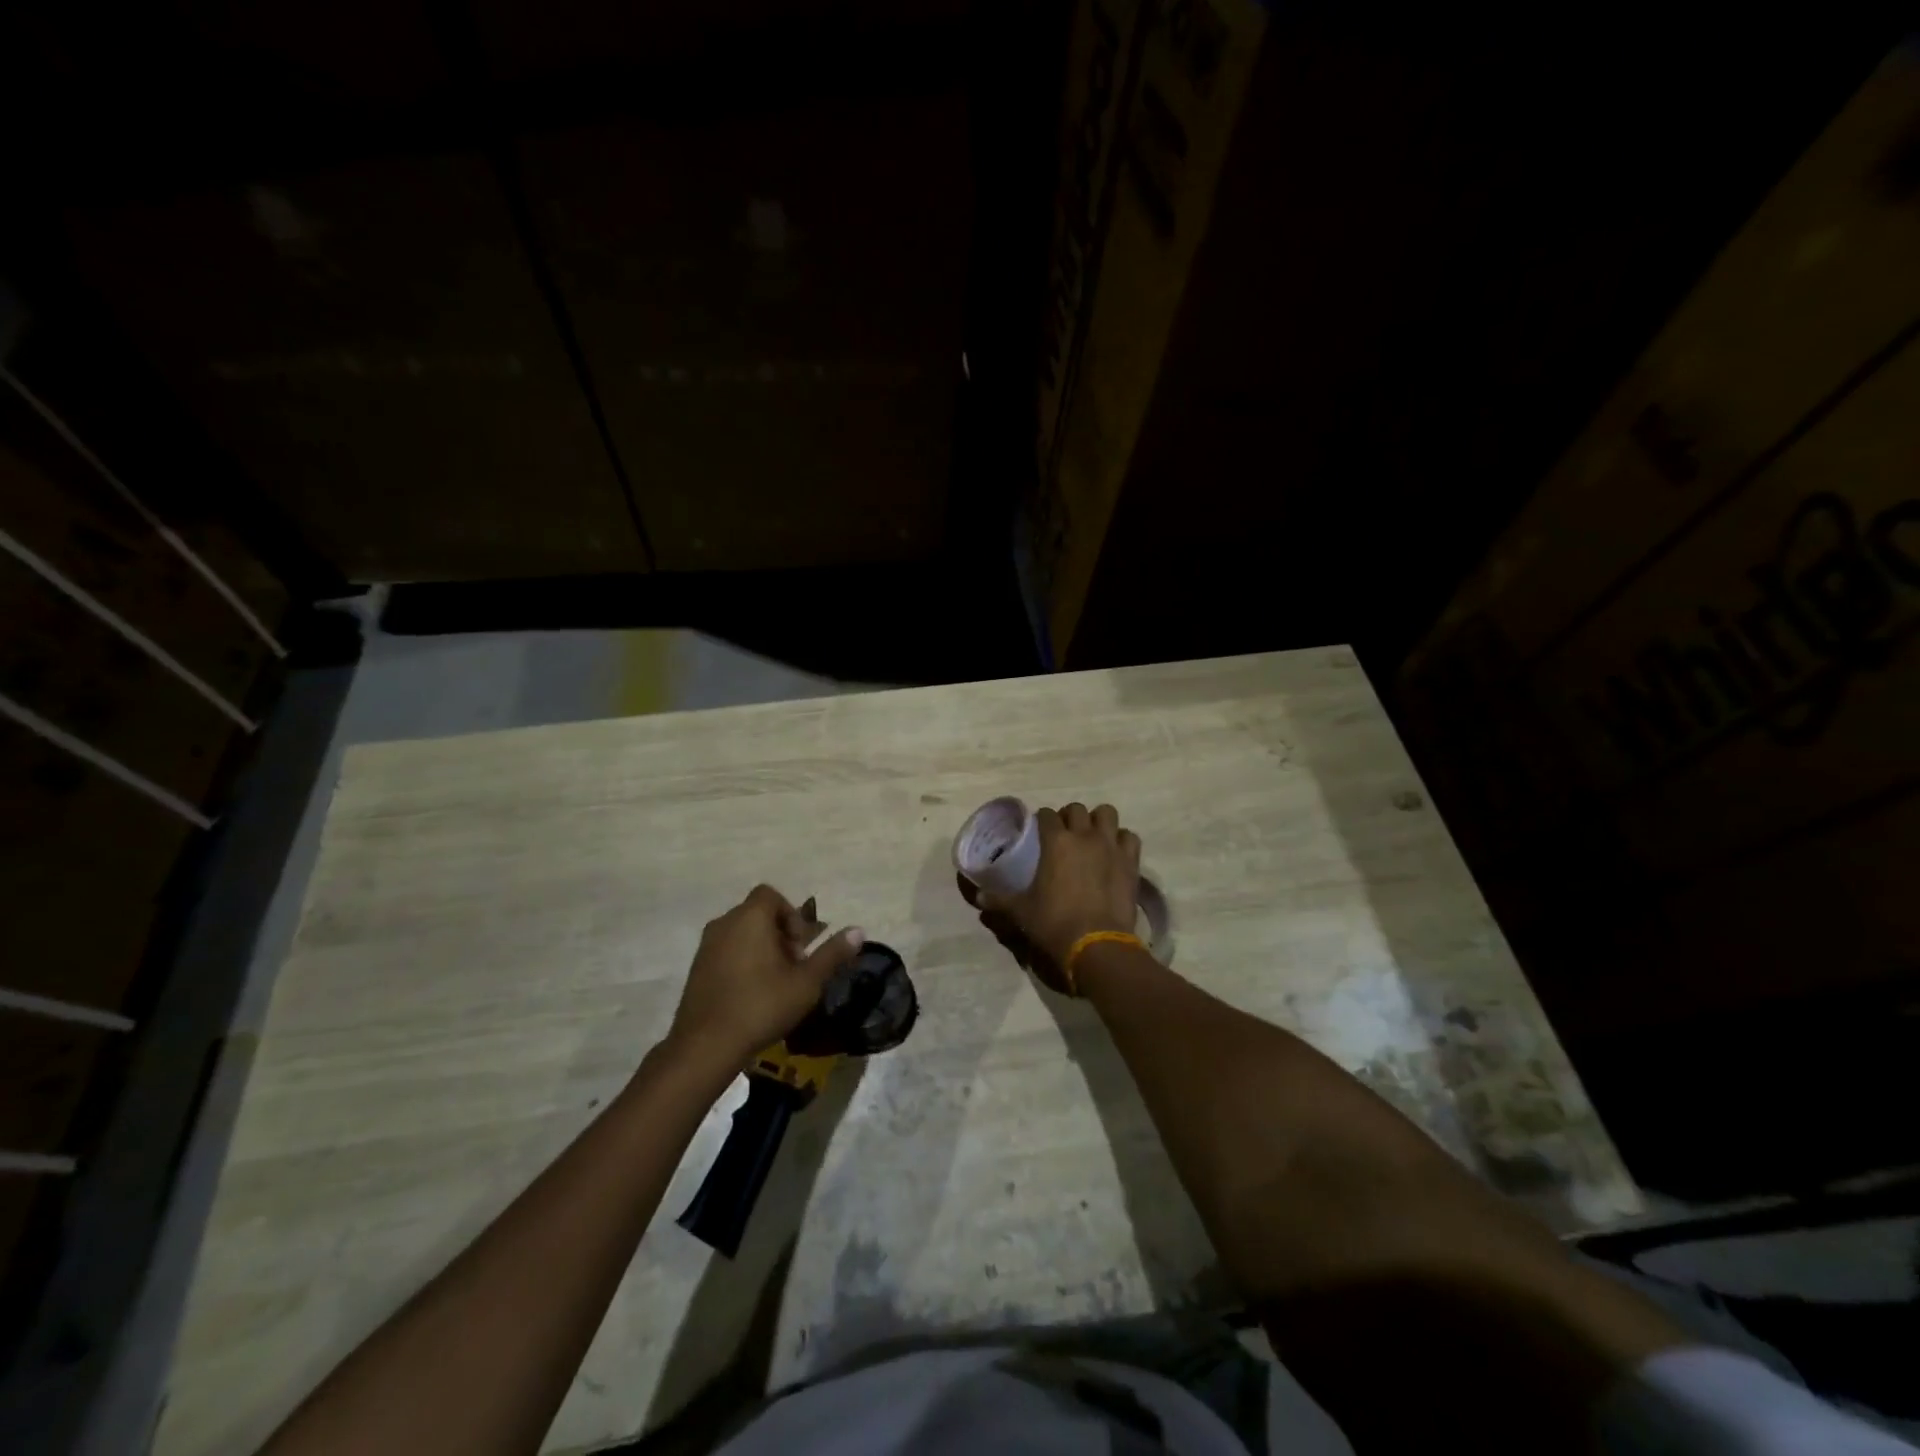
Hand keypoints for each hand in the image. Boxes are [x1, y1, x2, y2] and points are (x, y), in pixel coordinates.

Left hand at [665, 885, 863, 1074]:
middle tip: (793, 967)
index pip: (771, 895)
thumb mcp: (807, 982)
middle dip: (779, 934)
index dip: (791, 915)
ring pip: (741, 933)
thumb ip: (832, 953)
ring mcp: (706, 946)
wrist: (705, 1046)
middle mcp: (724, 923)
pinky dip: (742, 961)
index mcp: (750, 918)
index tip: (800, 947)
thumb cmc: (761, 1005)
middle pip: (757, 914)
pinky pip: (725, 951)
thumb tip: (859, 931)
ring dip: (761, 948)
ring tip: (775, 982)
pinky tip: (752, 994)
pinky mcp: (696, 969)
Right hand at [977, 803, 1139, 965]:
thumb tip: (979, 896)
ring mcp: (1111, 846)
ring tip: (1092, 837)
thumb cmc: (1054, 923)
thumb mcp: (1021, 911)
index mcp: (1056, 841)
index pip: (1046, 815)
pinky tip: (1114, 853)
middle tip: (1064, 833)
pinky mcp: (1131, 862)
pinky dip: (1122, 840)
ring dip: (1098, 821)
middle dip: (1069, 816)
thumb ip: (999, 900)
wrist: (1097, 944)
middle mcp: (1084, 836)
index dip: (1041, 819)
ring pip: (1107, 814)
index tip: (1039, 829)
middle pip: (1077, 809)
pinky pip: (1130, 837)